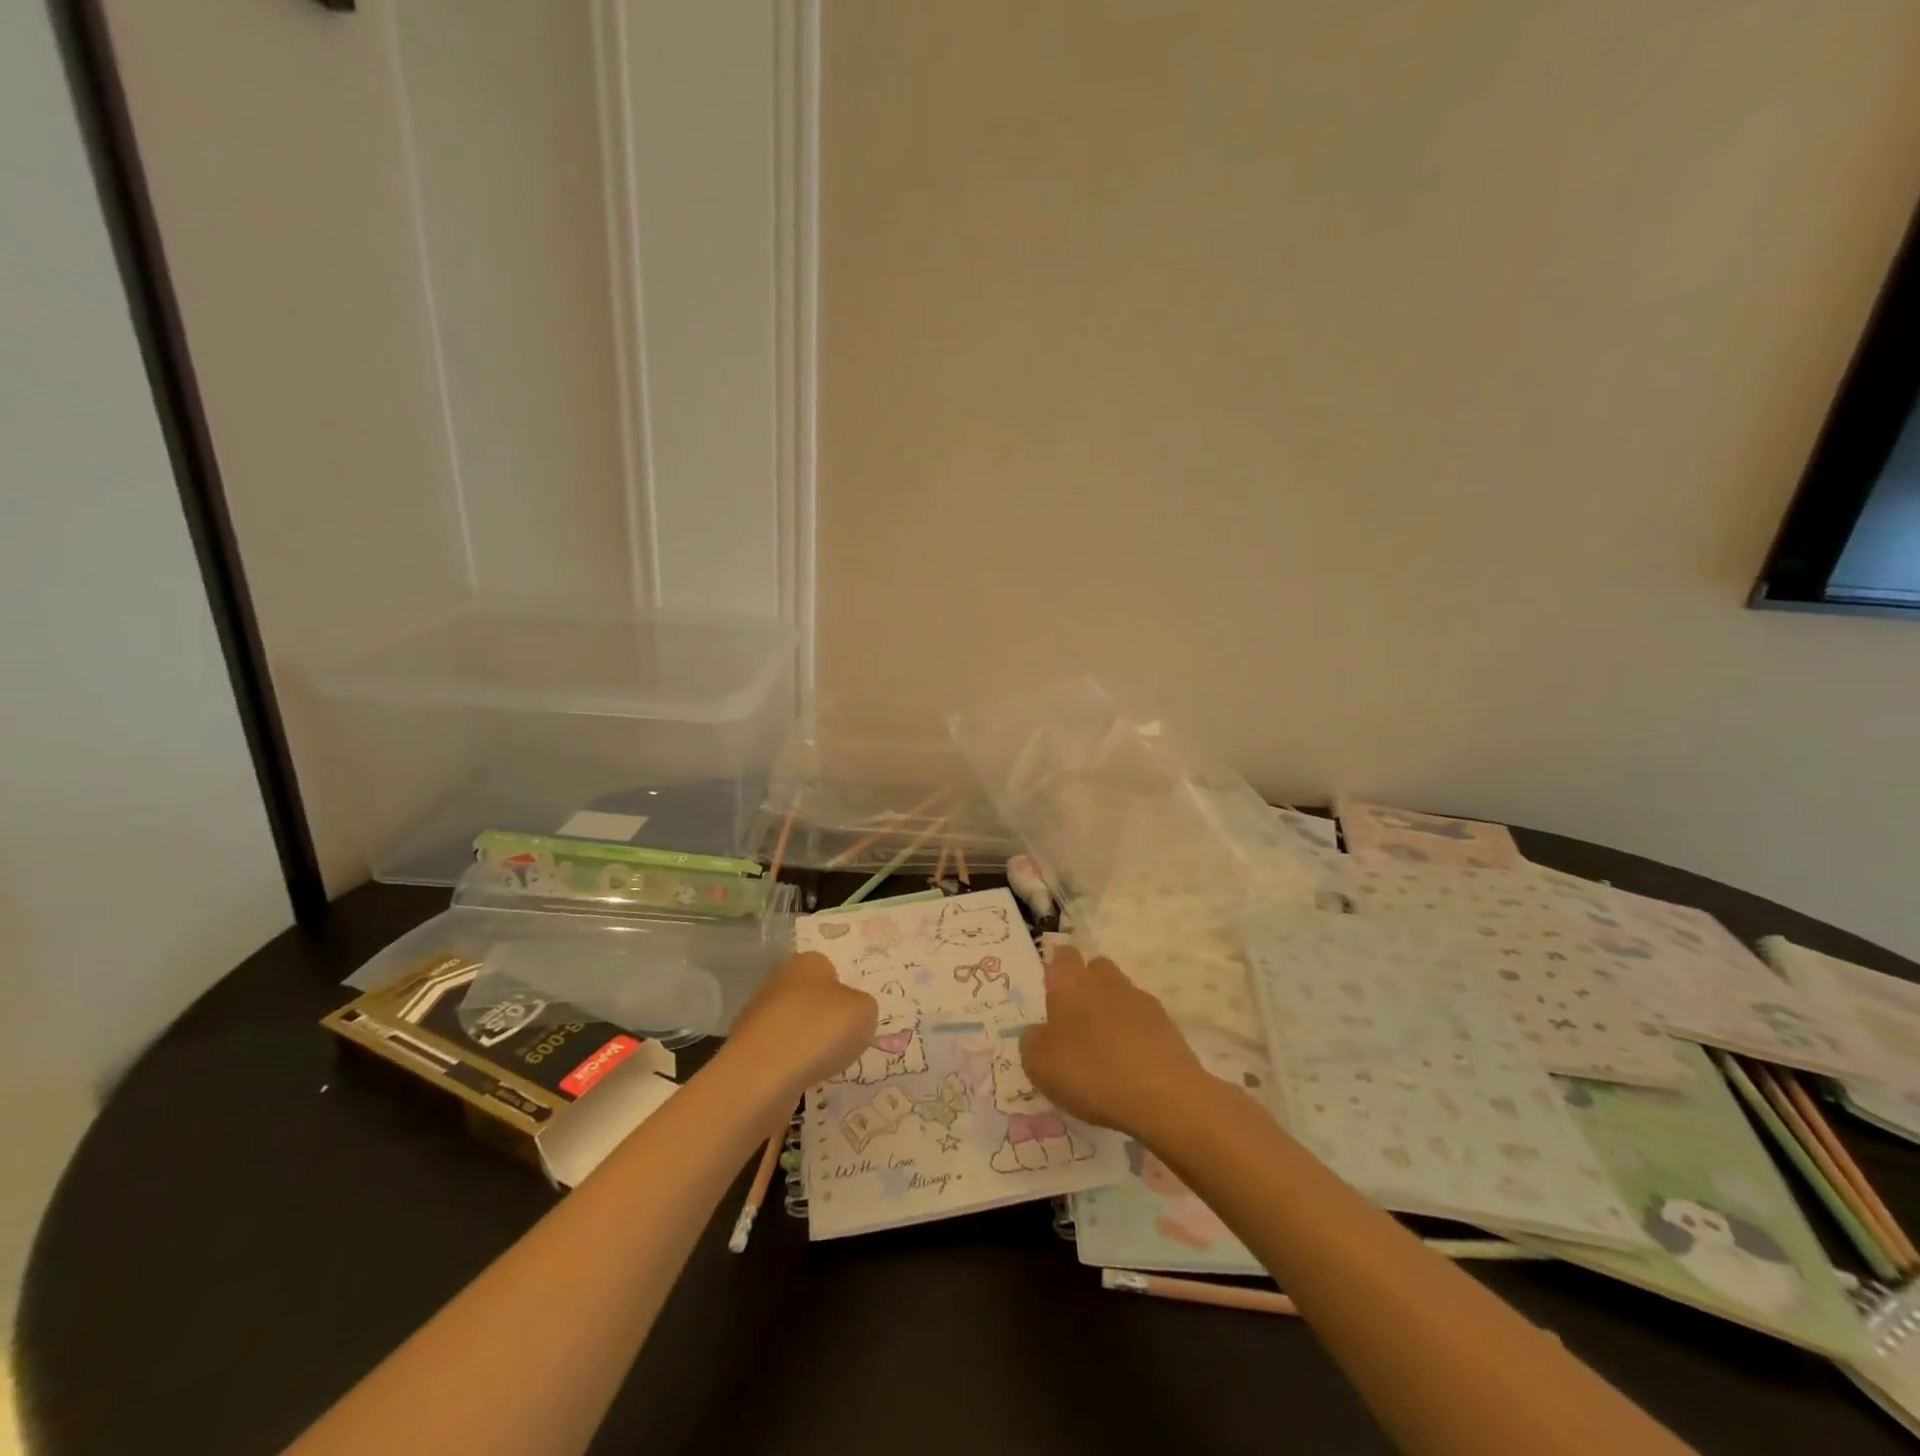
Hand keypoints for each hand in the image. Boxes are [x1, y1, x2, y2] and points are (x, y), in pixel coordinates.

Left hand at [727, 951, 876, 1093]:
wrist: (762, 1075)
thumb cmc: (820, 1030)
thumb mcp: (864, 1011)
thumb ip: (862, 1007)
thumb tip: (850, 1012)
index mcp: (806, 963)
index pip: (829, 968)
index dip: (844, 991)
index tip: (853, 1016)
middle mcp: (777, 982)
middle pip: (808, 998)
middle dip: (823, 1018)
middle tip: (842, 1041)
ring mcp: (756, 1017)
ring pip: (792, 1027)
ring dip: (805, 1044)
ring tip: (822, 1066)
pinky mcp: (745, 1051)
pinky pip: (777, 1055)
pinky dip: (789, 1067)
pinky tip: (800, 1079)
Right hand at [1019, 946, 1210, 1139]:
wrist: (1164, 1096)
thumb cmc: (1091, 1072)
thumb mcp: (1039, 1064)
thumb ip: (1032, 1041)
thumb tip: (1038, 1032)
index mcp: (1072, 982)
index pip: (1063, 955)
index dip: (1055, 970)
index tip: (1049, 994)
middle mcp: (1107, 982)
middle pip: (1095, 969)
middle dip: (1085, 987)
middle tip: (1074, 1024)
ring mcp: (1141, 1001)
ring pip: (1120, 995)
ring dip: (1111, 1014)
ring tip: (1103, 1053)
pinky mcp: (1168, 1026)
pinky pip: (1143, 1022)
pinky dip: (1134, 1037)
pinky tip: (1129, 1068)